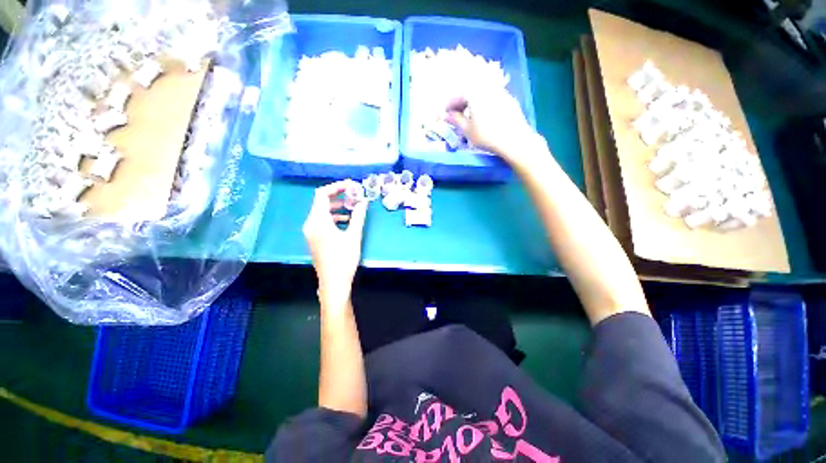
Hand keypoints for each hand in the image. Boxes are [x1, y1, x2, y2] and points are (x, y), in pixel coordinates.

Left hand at [303, 181, 368, 306]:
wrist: (333, 283)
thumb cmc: (344, 259)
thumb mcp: (353, 236)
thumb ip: (358, 216)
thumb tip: (363, 201)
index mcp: (318, 221)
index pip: (322, 194)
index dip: (336, 187)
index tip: (351, 186)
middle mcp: (310, 224)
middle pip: (321, 202)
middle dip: (338, 196)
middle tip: (354, 196)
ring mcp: (310, 232)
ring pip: (321, 212)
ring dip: (336, 207)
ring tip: (352, 208)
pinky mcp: (314, 239)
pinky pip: (321, 221)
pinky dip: (333, 217)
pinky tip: (346, 222)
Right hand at [446, 89, 537, 161]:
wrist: (514, 139)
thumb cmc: (487, 135)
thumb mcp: (467, 130)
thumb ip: (456, 120)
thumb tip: (447, 115)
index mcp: (474, 92)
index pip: (458, 94)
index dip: (450, 104)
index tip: (446, 114)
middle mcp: (487, 87)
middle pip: (470, 91)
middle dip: (461, 102)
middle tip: (457, 115)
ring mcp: (500, 92)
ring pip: (481, 94)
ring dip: (472, 103)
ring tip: (469, 117)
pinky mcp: (509, 99)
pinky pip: (491, 98)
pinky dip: (484, 104)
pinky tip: (484, 117)